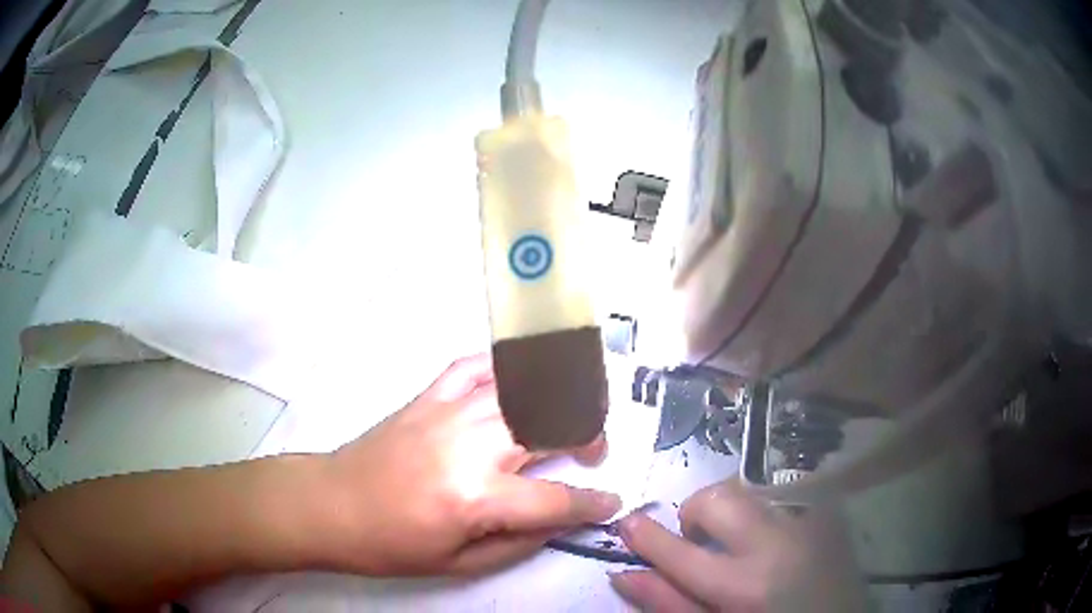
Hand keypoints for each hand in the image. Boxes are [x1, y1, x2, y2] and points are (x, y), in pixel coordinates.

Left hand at [323, 353, 620, 575]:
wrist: (330, 505)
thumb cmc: (391, 545)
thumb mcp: (459, 565)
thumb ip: (519, 543)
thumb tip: (559, 520)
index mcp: (477, 498)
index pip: (557, 499)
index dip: (593, 503)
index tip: (610, 503)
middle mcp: (470, 447)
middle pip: (552, 423)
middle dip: (588, 435)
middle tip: (590, 453)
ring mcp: (447, 413)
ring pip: (522, 388)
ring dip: (559, 398)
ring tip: (567, 416)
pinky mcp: (427, 397)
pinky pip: (474, 366)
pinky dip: (504, 367)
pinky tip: (517, 384)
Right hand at [610, 480, 865, 611]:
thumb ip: (669, 604)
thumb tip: (624, 573)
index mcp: (744, 588)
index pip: (678, 552)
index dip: (646, 536)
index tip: (627, 523)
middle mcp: (778, 546)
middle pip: (717, 499)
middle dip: (696, 514)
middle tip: (700, 541)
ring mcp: (810, 523)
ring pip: (750, 490)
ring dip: (731, 512)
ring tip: (741, 544)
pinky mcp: (828, 514)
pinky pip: (782, 495)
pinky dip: (764, 512)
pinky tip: (774, 541)